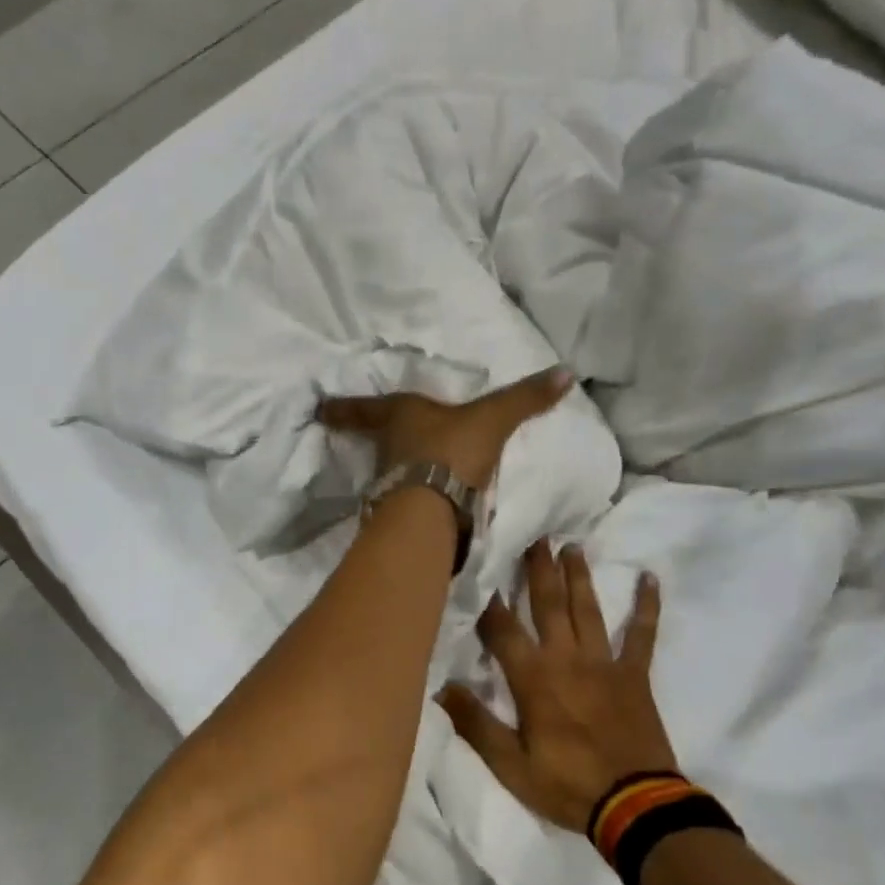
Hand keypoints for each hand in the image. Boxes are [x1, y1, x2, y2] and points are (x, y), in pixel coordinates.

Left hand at [316, 366, 573, 489]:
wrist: (435, 505)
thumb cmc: (454, 448)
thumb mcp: (494, 418)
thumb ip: (526, 398)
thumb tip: (566, 371)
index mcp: (401, 416)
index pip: (364, 408)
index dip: (343, 408)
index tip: (318, 409)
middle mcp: (388, 449)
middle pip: (374, 441)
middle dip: (374, 440)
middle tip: (375, 439)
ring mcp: (389, 483)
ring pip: (386, 472)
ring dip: (392, 472)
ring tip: (404, 473)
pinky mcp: (398, 513)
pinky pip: (401, 501)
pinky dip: (407, 501)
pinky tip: (420, 506)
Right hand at [439, 542, 677, 833]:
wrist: (636, 806)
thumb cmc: (567, 785)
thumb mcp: (511, 766)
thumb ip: (476, 724)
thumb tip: (441, 687)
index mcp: (534, 679)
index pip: (503, 630)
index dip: (489, 602)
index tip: (480, 571)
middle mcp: (567, 659)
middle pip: (548, 605)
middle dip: (538, 570)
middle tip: (535, 537)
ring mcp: (604, 663)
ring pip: (588, 610)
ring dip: (579, 577)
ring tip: (572, 547)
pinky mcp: (635, 675)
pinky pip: (642, 634)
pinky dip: (647, 606)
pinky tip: (650, 579)